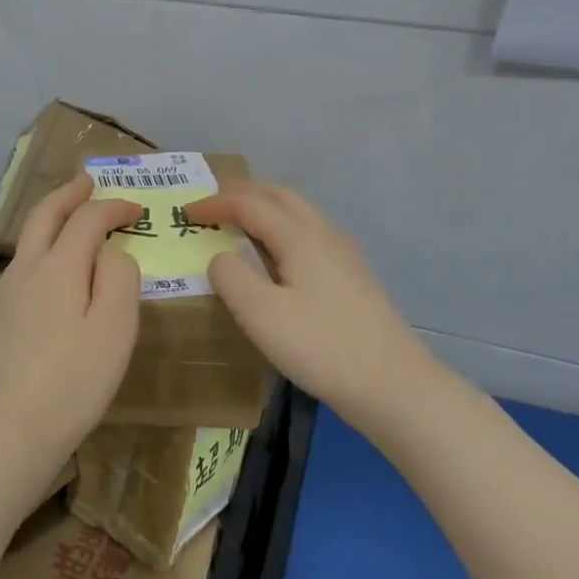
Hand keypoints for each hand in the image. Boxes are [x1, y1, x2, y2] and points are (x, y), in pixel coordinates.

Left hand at [0, 174, 141, 500]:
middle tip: (87, 181)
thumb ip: (120, 278)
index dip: (113, 207)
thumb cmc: (71, 384)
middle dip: (68, 194)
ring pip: (28, 241)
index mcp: (57, 267)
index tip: (137, 209)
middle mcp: (25, 271)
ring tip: (71, 218)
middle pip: (44, 216)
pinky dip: (42, 251)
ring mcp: (4, 296)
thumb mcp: (114, 329)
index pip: (87, 219)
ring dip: (51, 220)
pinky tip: (52, 273)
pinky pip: (22, 268)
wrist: (3, 436)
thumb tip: (111, 252)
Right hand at [185, 182, 443, 429]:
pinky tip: (277, 258)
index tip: (185, 214)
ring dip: (265, 209)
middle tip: (212, 206)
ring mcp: (344, 254)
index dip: (215, 203)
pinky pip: (310, 234)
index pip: (249, 203)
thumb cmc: (321, 346)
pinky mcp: (353, 276)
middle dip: (242, 193)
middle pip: (279, 196)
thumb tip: (219, 256)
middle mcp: (324, 234)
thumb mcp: (260, 314)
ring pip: (299, 213)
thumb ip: (230, 276)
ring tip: (238, 225)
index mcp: (300, 236)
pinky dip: (282, 228)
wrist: (393, 384)